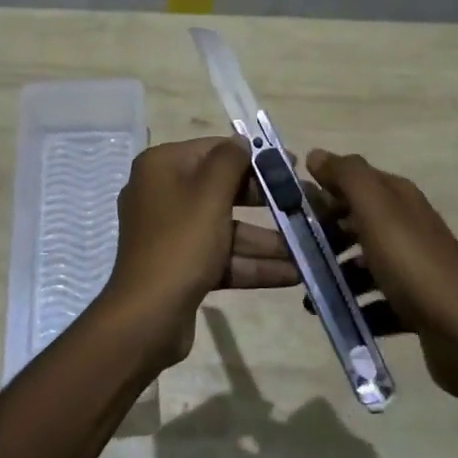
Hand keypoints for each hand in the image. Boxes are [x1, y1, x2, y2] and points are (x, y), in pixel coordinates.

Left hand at [101, 137, 297, 365]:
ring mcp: (172, 233)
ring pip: (227, 228)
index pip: (214, 150)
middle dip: (267, 203)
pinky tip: (293, 274)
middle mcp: (163, 194)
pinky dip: (252, 264)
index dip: (254, 157)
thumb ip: (230, 161)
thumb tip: (242, 140)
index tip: (291, 166)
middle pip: (223, 190)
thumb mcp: (209, 194)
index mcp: (161, 167)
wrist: (148, 316)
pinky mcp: (182, 266)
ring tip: (310, 247)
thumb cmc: (181, 243)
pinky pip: (222, 256)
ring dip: (267, 240)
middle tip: (306, 207)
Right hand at [305, 149, 457, 398]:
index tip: (290, 212)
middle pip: (356, 223)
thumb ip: (347, 176)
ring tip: (311, 293)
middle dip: (324, 236)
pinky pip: (376, 301)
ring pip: (364, 264)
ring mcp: (414, 268)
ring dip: (337, 275)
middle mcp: (408, 227)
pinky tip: (338, 316)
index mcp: (399, 199)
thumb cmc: (413, 265)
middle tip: (295, 255)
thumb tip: (316, 154)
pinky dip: (356, 307)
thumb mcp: (376, 210)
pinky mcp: (416, 305)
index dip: (322, 191)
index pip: (354, 182)